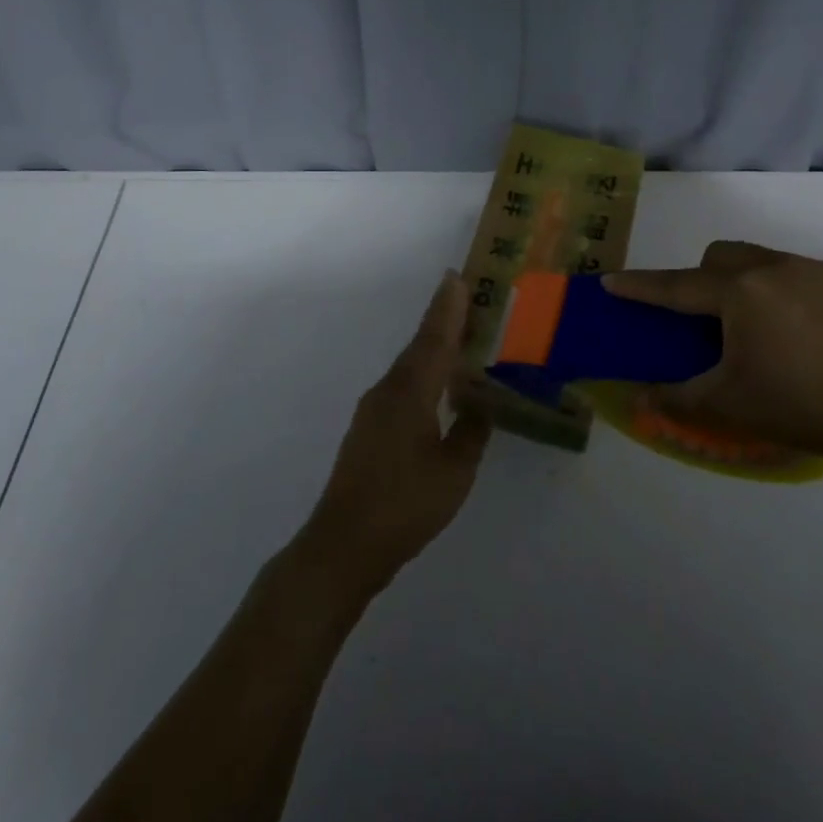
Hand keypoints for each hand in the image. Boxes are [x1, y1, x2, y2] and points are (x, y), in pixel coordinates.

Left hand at [296, 271, 490, 600]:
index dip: (448, 308)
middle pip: (420, 346)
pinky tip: (436, 388)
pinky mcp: (368, 429)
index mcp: (410, 392)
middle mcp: (388, 390)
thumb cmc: (405, 505)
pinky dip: (422, 375)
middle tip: (467, 299)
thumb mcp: (454, 471)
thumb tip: (479, 406)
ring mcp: (374, 410)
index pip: (435, 339)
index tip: (457, 276)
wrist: (343, 544)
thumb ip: (470, 433)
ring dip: (433, 348)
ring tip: (459, 339)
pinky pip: (402, 387)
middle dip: (442, 321)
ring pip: (409, 367)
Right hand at [602, 241, 822, 464]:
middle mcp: (774, 267)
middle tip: (706, 322)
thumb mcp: (730, 406)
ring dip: (744, 283)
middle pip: (719, 258)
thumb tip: (640, 397)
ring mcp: (815, 270)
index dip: (641, 287)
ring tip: (759, 329)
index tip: (611, 282)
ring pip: (760, 259)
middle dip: (701, 279)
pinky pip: (799, 273)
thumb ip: (677, 398)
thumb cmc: (803, 406)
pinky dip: (784, 293)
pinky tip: (804, 334)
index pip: (676, 287)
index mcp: (740, 293)